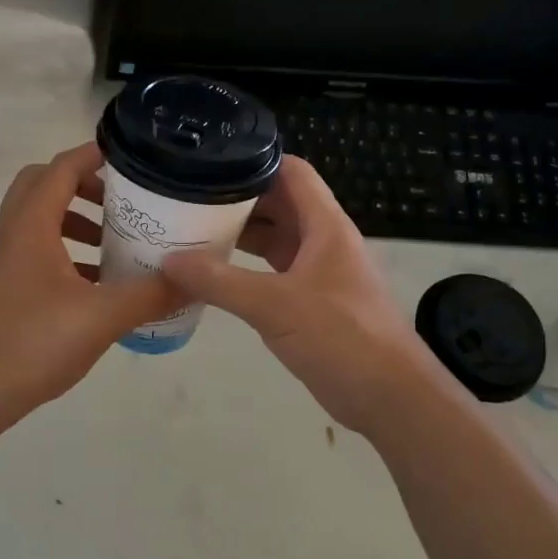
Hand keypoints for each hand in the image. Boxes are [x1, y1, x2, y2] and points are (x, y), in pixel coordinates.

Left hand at [0, 143, 181, 432]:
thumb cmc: (34, 342)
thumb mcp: (103, 316)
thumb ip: (151, 293)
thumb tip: (196, 279)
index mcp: (30, 225)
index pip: (61, 169)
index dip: (93, 155)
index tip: (131, 157)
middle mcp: (10, 233)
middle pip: (43, 186)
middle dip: (83, 185)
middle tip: (121, 201)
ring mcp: (2, 261)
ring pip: (38, 219)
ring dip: (75, 219)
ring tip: (113, 241)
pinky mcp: (2, 287)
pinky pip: (35, 250)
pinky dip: (64, 250)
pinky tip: (95, 282)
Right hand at [161, 156, 441, 438]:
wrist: (389, 397)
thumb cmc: (341, 337)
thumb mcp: (275, 305)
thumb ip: (220, 281)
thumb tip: (168, 261)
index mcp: (325, 226)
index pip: (293, 172)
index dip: (256, 161)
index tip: (212, 162)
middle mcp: (324, 241)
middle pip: (280, 203)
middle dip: (238, 198)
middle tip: (189, 197)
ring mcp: (319, 272)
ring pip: (276, 239)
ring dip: (241, 235)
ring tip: (192, 230)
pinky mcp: (313, 302)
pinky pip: (274, 271)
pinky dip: (246, 268)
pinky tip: (214, 275)